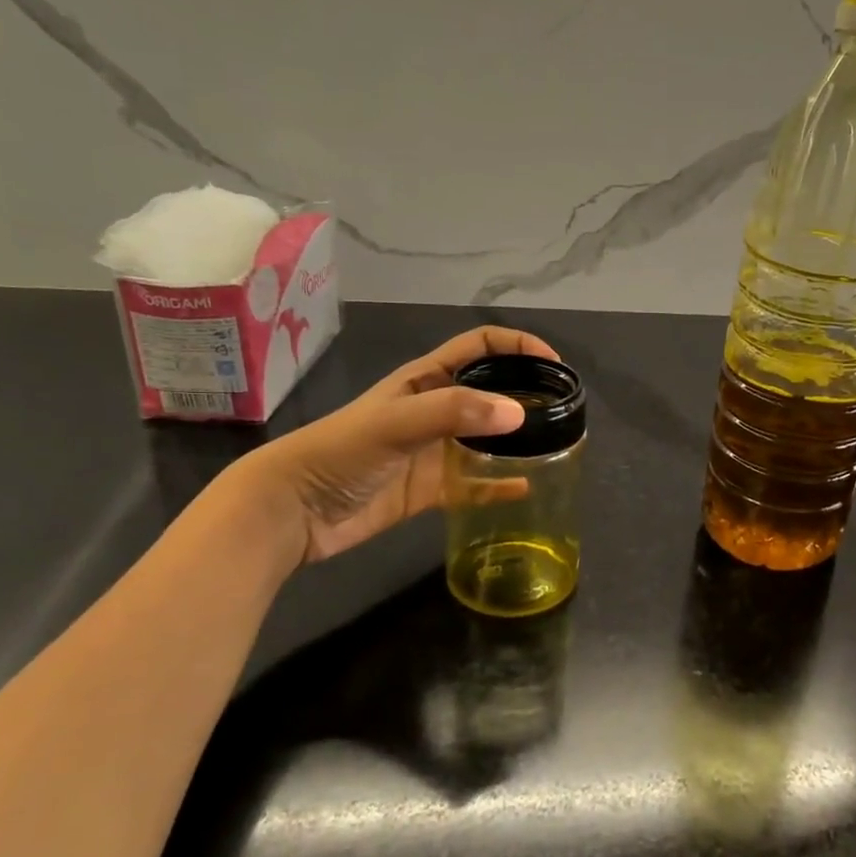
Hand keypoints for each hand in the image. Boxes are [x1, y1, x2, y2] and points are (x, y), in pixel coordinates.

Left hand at [232, 327, 559, 566]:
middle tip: (562, 409)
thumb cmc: (340, 452)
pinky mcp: (430, 489)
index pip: (480, 347)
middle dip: (526, 393)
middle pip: (490, 391)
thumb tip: (519, 414)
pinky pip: (475, 484)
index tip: (553, 363)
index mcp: (425, 380)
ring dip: (517, 440)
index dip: (517, 345)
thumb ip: (454, 412)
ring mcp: (433, 451)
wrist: (293, 511)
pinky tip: (525, 488)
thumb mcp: (396, 422)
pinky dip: (500, 485)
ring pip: (487, 438)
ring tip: (554, 446)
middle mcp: (434, 410)